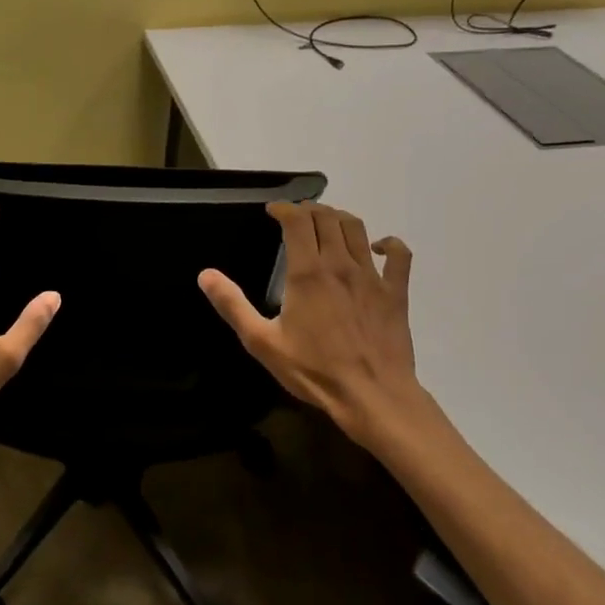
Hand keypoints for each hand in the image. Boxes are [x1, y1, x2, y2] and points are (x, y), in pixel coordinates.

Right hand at [198, 202, 448, 459]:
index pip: (297, 220)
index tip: (272, 211)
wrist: (372, 396)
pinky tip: (378, 248)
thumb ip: (232, 305)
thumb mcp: (261, 342)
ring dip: (339, 219)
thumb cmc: (313, 370)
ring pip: (358, 229)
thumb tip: (206, 275)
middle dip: (309, 210)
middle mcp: (340, 265)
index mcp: (307, 272)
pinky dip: (388, 244)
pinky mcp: (396, 293)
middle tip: (295, 218)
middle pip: (328, 217)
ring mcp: (372, 277)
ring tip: (326, 225)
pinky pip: (399, 256)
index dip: (284, 208)